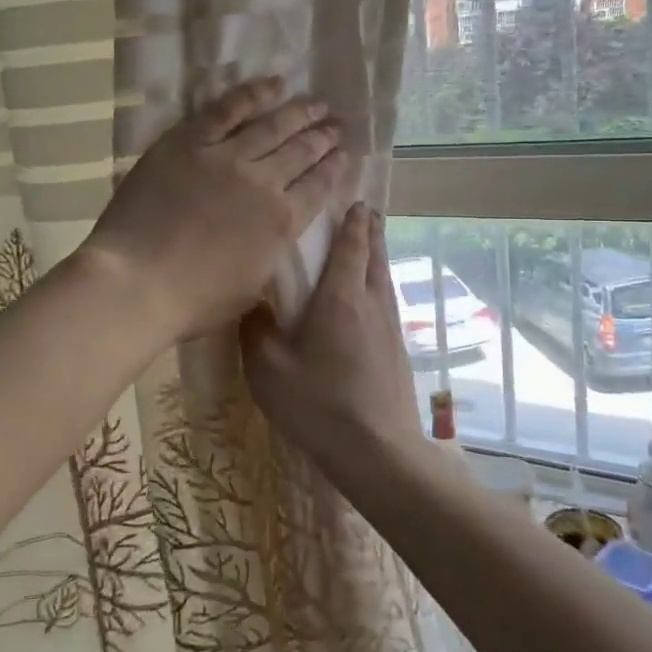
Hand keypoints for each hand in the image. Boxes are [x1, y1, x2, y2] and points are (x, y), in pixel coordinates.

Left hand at [82, 77, 348, 341]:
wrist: (137, 281)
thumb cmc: (193, 300)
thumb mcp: (252, 287)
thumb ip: (271, 253)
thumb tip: (278, 233)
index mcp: (282, 222)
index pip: (319, 187)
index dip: (335, 168)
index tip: (344, 154)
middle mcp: (264, 182)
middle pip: (302, 151)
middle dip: (324, 136)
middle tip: (338, 123)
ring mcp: (226, 157)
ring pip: (273, 125)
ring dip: (300, 112)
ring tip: (318, 102)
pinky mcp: (190, 141)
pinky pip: (228, 108)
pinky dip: (254, 94)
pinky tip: (274, 84)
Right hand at [240, 202, 419, 474]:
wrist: (377, 451)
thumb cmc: (319, 405)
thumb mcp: (268, 370)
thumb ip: (256, 331)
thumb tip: (252, 305)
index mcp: (341, 299)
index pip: (351, 247)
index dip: (352, 222)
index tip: (353, 200)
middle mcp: (371, 304)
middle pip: (375, 255)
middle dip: (370, 230)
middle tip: (364, 211)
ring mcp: (390, 327)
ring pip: (385, 278)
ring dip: (378, 255)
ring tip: (370, 243)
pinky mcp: (398, 350)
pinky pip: (387, 302)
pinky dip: (379, 284)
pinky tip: (370, 298)